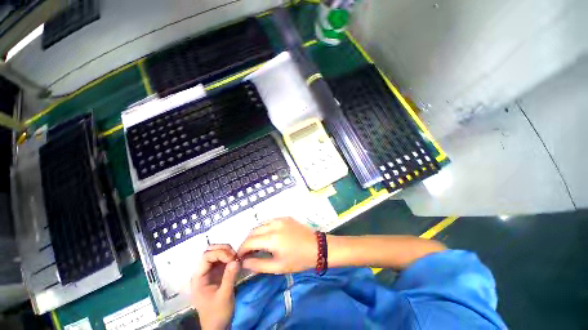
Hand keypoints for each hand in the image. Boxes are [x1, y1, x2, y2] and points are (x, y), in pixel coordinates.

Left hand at [190, 244, 240, 329]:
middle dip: (224, 250)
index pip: (206, 256)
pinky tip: (236, 261)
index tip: (233, 258)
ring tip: (236, 258)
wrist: (218, 326)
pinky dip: (230, 257)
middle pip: (210, 251)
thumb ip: (229, 277)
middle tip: (235, 256)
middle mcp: (203, 272)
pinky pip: (222, 259)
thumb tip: (236, 260)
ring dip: (227, 252)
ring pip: (217, 253)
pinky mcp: (217, 273)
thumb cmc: (218, 313)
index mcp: (199, 278)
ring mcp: (210, 272)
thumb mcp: (224, 296)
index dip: (220, 253)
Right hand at [237, 217, 316, 273]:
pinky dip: (264, 228)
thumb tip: (244, 262)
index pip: (249, 241)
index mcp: (271, 238)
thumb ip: (258, 265)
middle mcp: (274, 224)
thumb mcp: (278, 267)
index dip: (241, 250)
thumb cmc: (298, 259)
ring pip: (261, 224)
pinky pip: (270, 221)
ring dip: (255, 234)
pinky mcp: (285, 217)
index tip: (240, 257)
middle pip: (253, 231)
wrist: (317, 247)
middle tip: (248, 253)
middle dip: (247, 242)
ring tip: (257, 245)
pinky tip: (268, 236)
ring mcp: (280, 218)